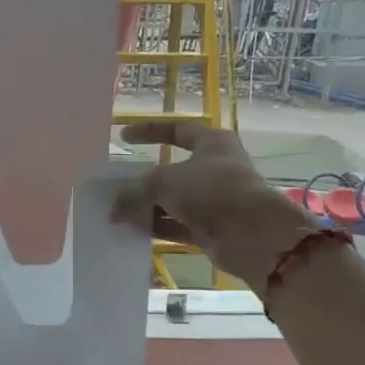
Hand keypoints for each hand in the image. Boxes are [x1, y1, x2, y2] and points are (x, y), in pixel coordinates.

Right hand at [116, 121, 317, 293]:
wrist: (252, 234)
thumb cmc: (211, 190)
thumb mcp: (164, 182)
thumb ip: (134, 191)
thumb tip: (113, 209)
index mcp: (212, 143)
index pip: (176, 131)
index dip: (149, 132)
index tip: (123, 137)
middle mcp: (215, 168)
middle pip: (172, 170)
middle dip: (143, 180)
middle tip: (116, 186)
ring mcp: (214, 200)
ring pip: (173, 200)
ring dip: (146, 207)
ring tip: (117, 212)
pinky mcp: (212, 228)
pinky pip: (177, 224)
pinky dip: (157, 226)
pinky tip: (132, 230)